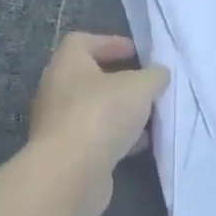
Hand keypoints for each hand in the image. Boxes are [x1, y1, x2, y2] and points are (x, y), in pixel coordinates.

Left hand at [29, 33, 168, 215]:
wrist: (70, 173)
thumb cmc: (102, 114)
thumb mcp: (140, 86)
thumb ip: (154, 75)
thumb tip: (158, 74)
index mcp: (67, 65)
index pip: (83, 41)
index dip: (111, 42)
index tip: (137, 53)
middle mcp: (57, 91)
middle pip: (91, 77)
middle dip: (122, 81)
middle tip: (148, 85)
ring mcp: (59, 124)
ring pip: (95, 110)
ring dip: (122, 112)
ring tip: (151, 116)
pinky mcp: (66, 153)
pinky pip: (95, 137)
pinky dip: (117, 137)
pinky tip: (141, 144)